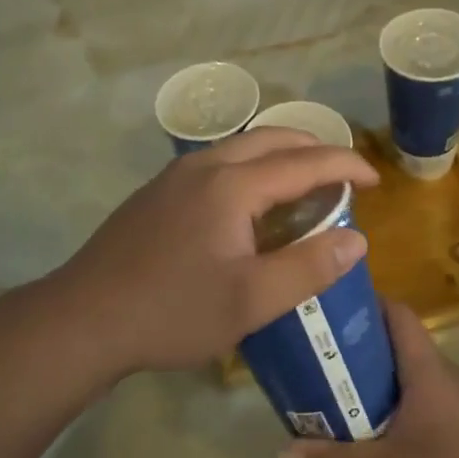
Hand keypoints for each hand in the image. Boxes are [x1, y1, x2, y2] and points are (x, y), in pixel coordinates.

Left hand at [49, 128, 378, 377]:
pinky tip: (247, 205)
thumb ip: (308, 268)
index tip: (375, 180)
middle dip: (313, 148)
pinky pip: (216, 163)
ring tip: (301, 186)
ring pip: (239, 147)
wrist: (83, 318)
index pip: (304, 161)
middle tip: (341, 177)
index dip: (346, 165)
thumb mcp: (250, 301)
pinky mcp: (155, 194)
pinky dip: (249, 168)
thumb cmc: (172, 312)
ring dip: (278, 156)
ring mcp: (173, 177)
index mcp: (232, 185)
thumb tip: (356, 240)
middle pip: (270, 139)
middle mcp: (204, 166)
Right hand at [279, 303, 458, 457]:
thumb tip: (283, 451)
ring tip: (327, 392)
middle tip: (311, 356)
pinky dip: (387, 406)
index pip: (397, 313)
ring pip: (404, 376)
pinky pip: (416, 402)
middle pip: (395, 343)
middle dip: (353, 346)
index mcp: (428, 372)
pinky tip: (363, 432)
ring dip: (368, 380)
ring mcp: (456, 405)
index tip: (323, 309)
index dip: (362, 303)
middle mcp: (444, 377)